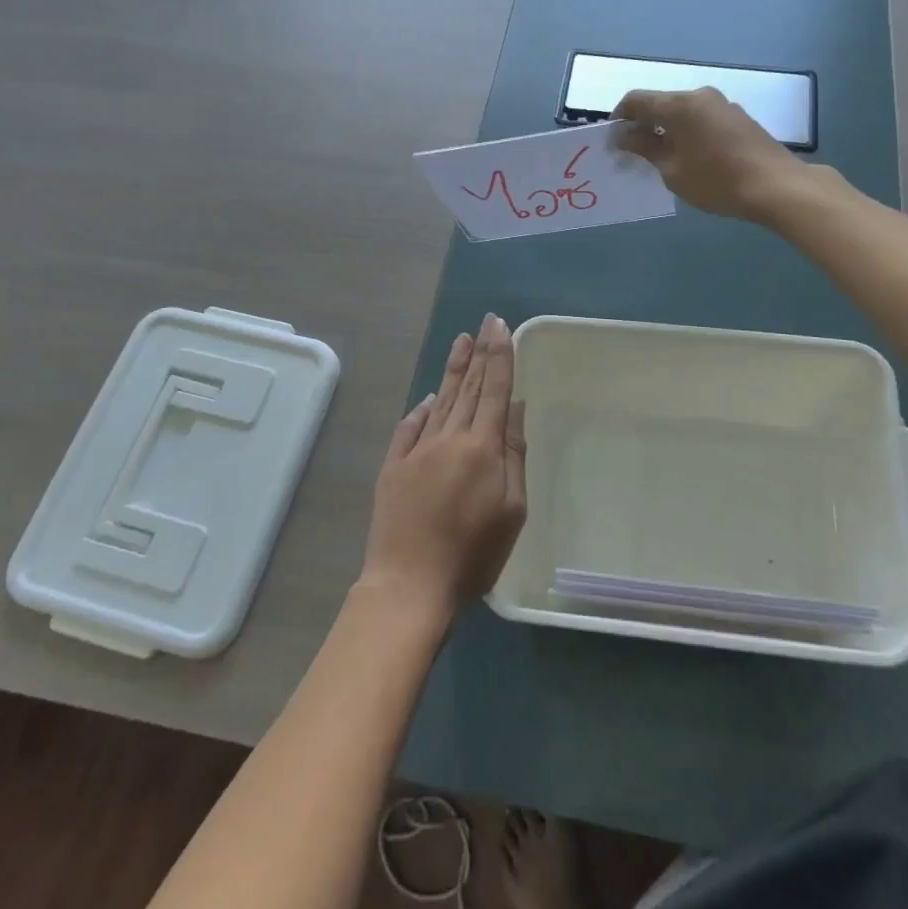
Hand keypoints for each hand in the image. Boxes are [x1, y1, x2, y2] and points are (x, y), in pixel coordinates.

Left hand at [358, 314, 526, 621]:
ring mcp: (416, 450)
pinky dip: (421, 409)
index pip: (494, 389)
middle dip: (478, 353)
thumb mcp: (512, 510)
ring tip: (460, 342)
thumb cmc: (473, 554)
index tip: (500, 326)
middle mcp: (448, 438)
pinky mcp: (393, 467)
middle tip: (483, 323)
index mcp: (482, 446)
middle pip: (467, 387)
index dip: (499, 355)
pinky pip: (410, 427)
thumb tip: (514, 407)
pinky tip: (428, 396)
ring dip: (452, 370)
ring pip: (439, 400)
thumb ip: (514, 454)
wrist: (409, 585)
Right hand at [612, 87, 810, 220]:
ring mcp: (722, 105)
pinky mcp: (738, 118)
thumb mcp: (672, 170)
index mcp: (680, 105)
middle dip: (642, 125)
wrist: (777, 187)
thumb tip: (623, 135)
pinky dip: (687, 132)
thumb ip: (645, 148)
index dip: (618, 118)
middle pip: (660, 104)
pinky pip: (701, 119)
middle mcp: (700, 96)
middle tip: (633, 154)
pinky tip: (689, 157)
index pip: (636, 100)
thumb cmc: (717, 181)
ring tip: (661, 158)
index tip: (612, 142)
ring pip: (682, 112)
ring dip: (666, 129)